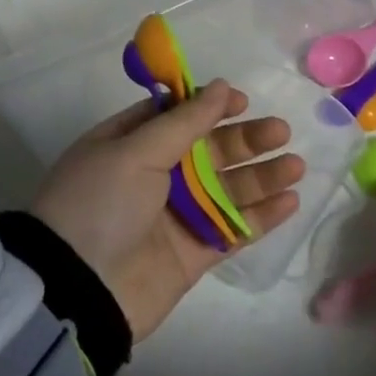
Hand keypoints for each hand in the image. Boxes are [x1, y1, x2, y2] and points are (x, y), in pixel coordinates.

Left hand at [31, 81, 304, 341]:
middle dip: (245, 140)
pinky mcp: (193, 253)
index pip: (176, 116)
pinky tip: (290, 201)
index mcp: (131, 144)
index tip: (241, 102)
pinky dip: (261, 216)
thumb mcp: (135, 150)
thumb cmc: (100, 203)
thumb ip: (184, 121)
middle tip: (280, 132)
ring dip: (262, 177)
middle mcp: (154, 176)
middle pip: (209, 151)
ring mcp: (176, 216)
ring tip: (296, 166)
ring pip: (227, 189)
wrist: (79, 289)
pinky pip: (233, 229)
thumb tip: (220, 85)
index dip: (210, 106)